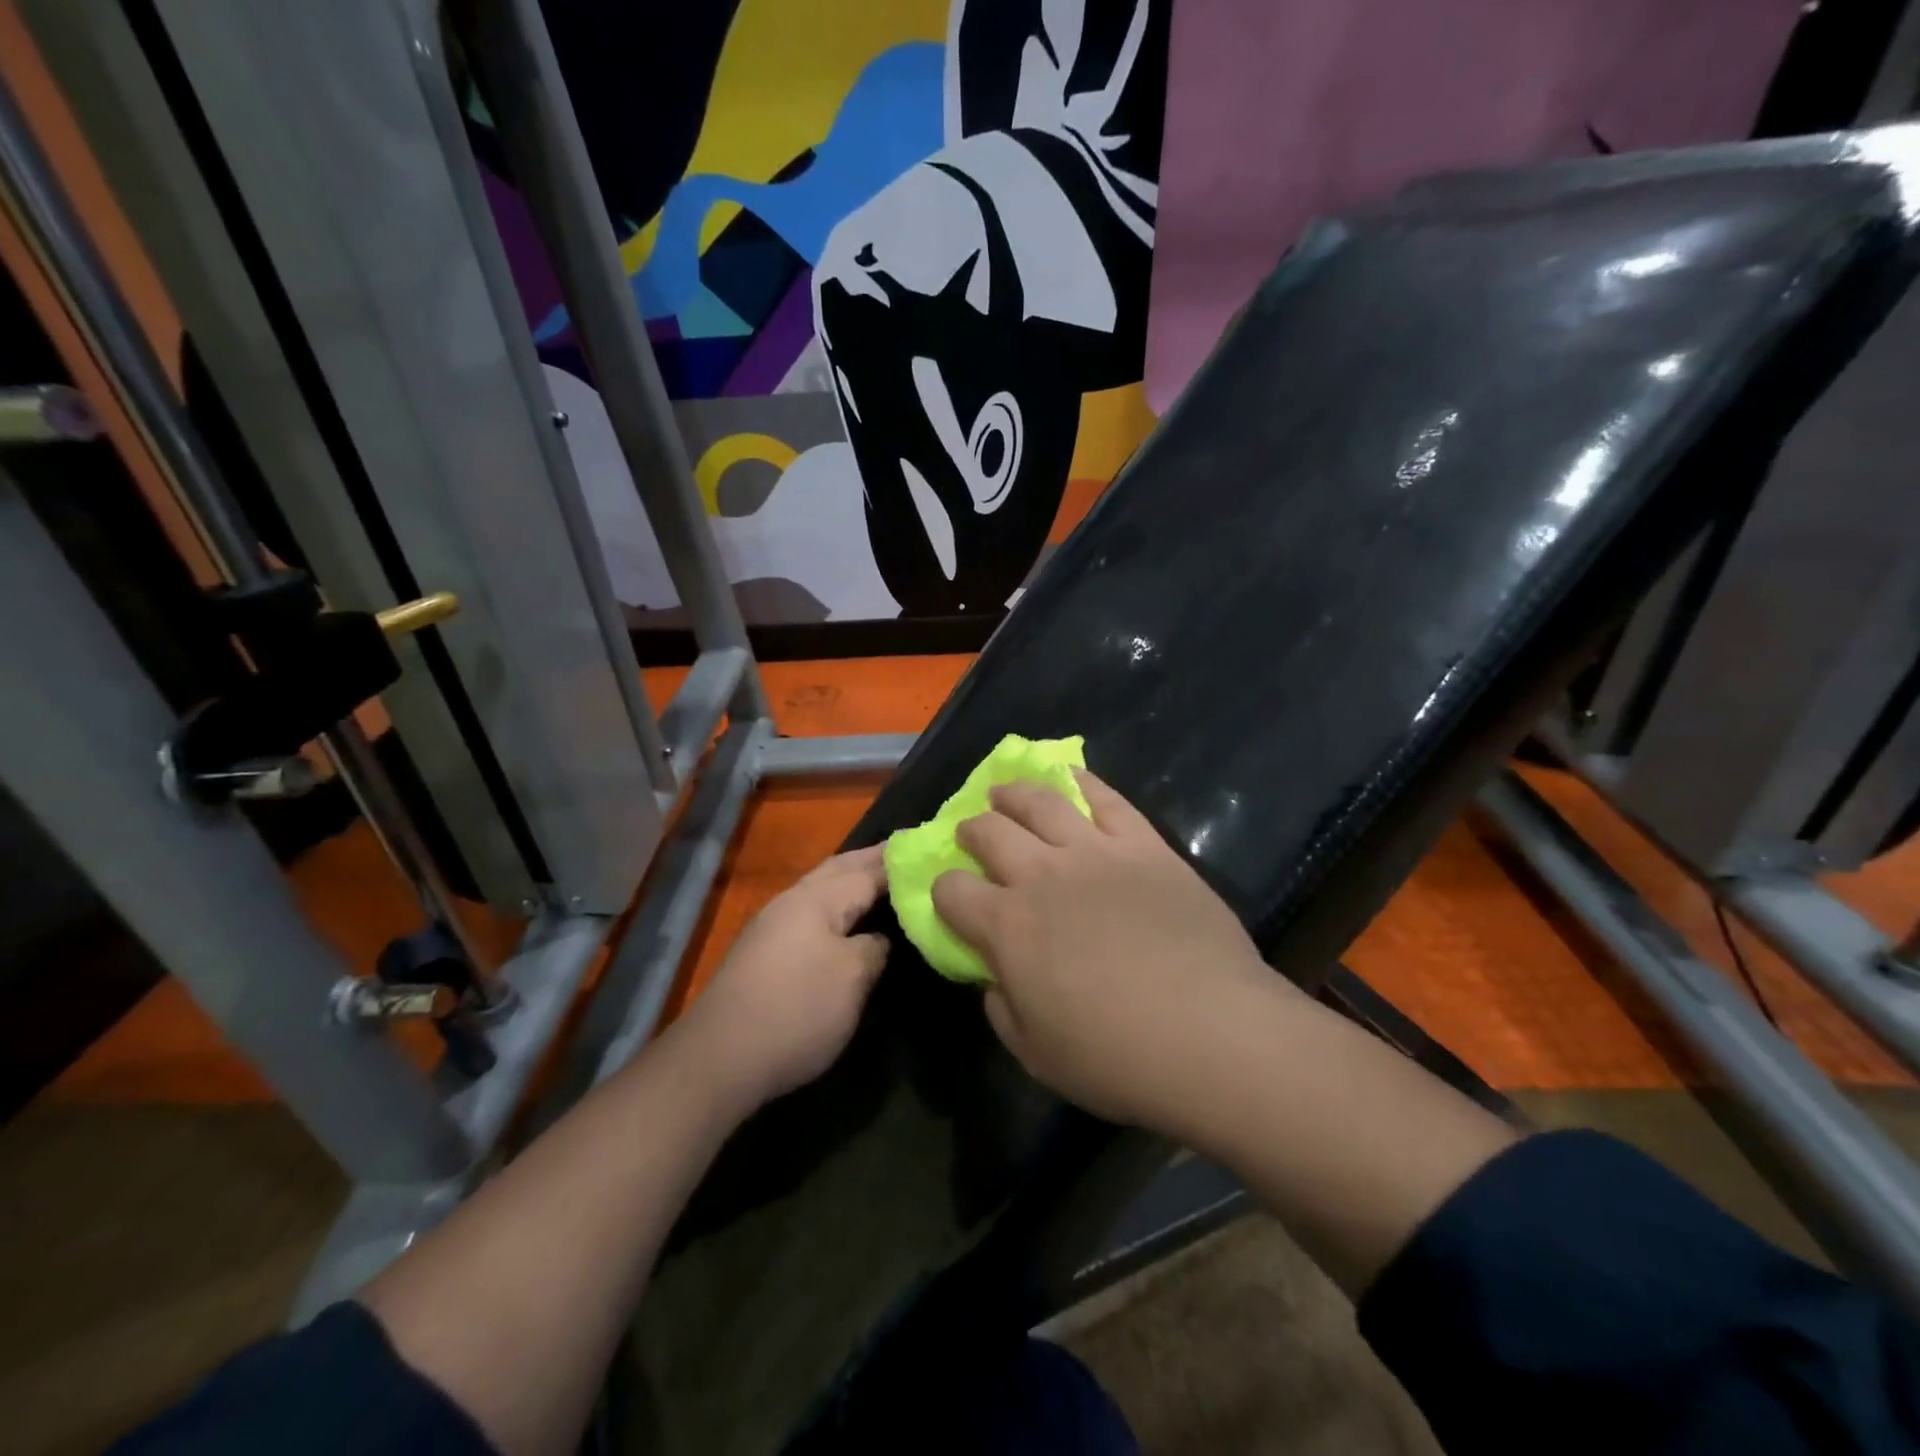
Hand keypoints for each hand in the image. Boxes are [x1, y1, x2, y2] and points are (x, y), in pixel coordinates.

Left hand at [672, 846, 889, 1112]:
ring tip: (882, 881)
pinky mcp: (764, 952)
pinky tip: (846, 919)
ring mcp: (773, 925)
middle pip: (839, 869)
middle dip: (872, 861)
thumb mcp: (852, 978)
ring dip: (851, 880)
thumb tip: (879, 938)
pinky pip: (811, 912)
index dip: (899, 863)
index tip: (930, 852)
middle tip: (907, 856)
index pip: (868, 870)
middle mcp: (792, 900)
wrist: (720, 1059)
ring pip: (821, 889)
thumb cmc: (796, 1011)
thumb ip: (874, 947)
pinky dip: (835, 905)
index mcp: (817, 898)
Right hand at [932, 771, 1290, 1133]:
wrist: (1213, 1032)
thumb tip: (995, 978)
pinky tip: (1069, 775)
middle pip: (989, 831)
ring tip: (1005, 793)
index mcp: (1006, 926)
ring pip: (1040, 801)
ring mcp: (1094, 851)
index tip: (952, 899)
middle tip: (973, 834)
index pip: (951, 890)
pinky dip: (1081, 780)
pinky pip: (1105, 798)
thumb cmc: (1117, 1057)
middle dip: (971, 830)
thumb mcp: (1036, 1054)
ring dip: (1012, 793)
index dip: (944, 892)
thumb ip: (1002, 1007)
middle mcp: (1041, 875)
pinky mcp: (1143, 844)